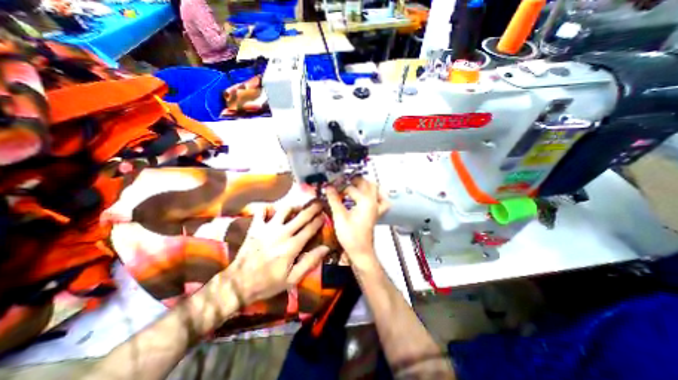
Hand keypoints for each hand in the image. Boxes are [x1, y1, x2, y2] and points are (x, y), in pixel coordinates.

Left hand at [224, 202, 331, 305]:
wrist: (238, 284)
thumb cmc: (268, 283)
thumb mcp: (292, 278)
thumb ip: (310, 261)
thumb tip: (326, 248)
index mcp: (292, 246)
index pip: (310, 228)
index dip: (319, 220)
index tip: (324, 215)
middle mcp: (282, 233)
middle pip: (301, 216)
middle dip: (312, 208)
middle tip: (319, 203)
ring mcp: (267, 228)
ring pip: (284, 210)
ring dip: (294, 206)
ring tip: (299, 206)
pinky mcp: (255, 228)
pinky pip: (261, 212)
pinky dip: (268, 208)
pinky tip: (273, 210)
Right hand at [326, 177, 388, 267]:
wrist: (360, 251)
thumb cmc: (350, 235)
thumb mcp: (339, 216)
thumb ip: (334, 200)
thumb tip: (328, 188)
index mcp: (366, 201)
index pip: (352, 188)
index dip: (341, 187)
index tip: (332, 187)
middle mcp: (374, 202)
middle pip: (369, 184)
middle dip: (357, 181)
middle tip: (345, 181)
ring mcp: (376, 208)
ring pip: (376, 191)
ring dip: (367, 186)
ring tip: (356, 186)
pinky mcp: (376, 214)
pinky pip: (380, 201)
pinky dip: (376, 196)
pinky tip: (368, 198)